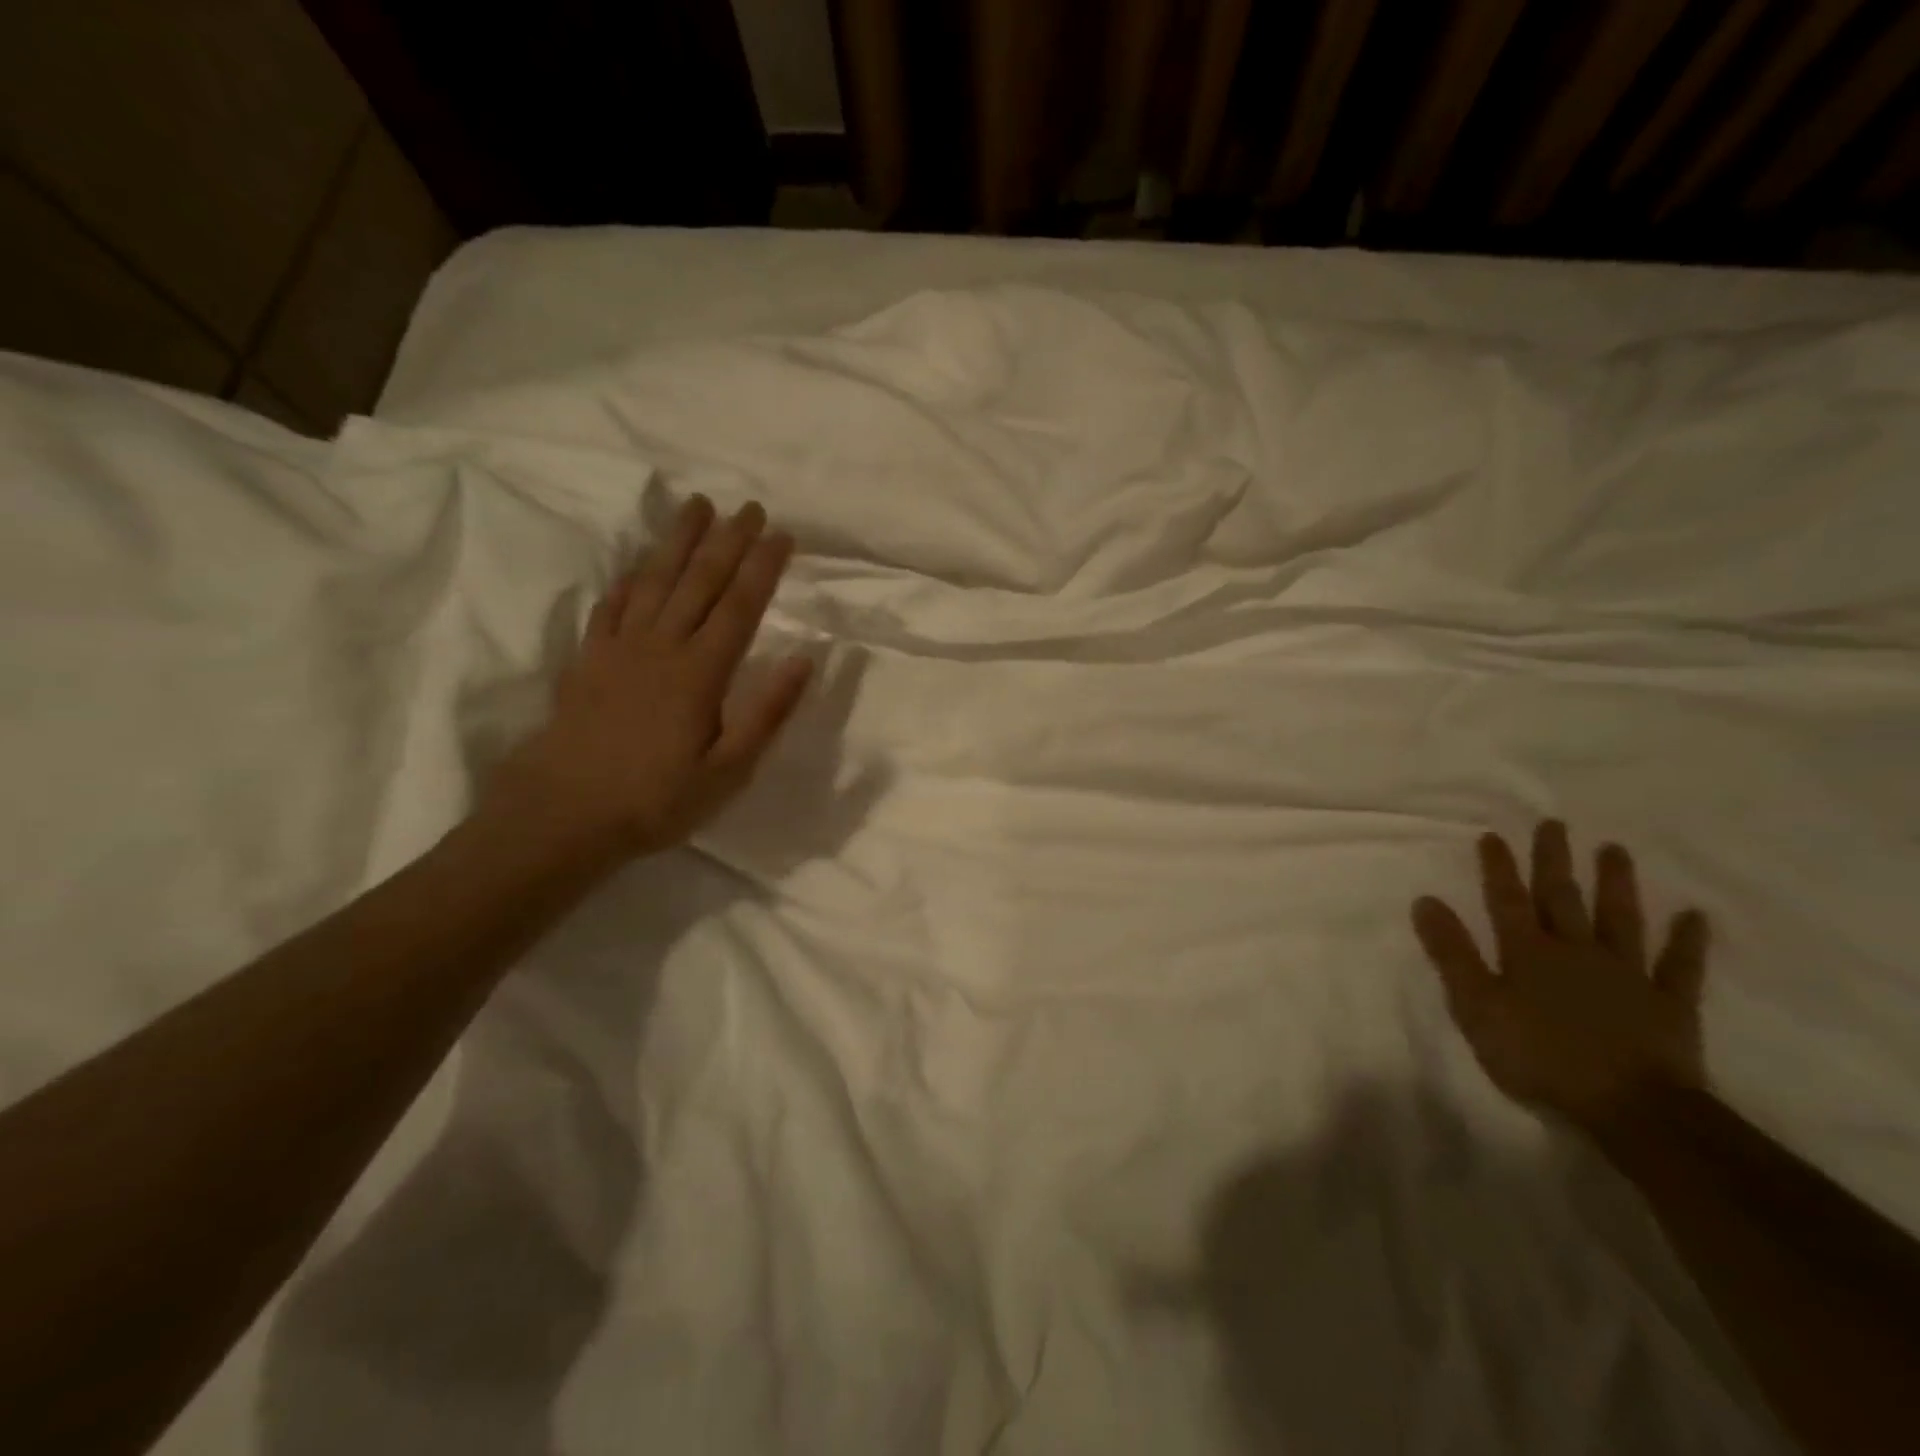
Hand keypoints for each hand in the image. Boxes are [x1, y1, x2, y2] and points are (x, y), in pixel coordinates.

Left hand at [487, 495, 813, 860]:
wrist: (561, 815)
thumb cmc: (655, 799)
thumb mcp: (728, 772)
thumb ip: (766, 714)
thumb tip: (803, 660)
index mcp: (700, 673)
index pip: (740, 607)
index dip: (762, 568)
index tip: (782, 534)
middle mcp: (661, 647)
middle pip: (699, 582)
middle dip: (728, 540)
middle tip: (749, 506)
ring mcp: (619, 649)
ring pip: (655, 581)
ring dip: (678, 541)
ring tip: (697, 506)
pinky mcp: (588, 659)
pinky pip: (612, 605)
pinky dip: (629, 578)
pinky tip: (640, 563)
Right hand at [1411, 821, 1708, 1130]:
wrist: (1631, 1108)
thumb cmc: (1540, 1057)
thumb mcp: (1477, 1007)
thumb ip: (1452, 954)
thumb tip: (1425, 901)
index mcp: (1528, 953)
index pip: (1507, 900)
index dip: (1499, 868)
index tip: (1494, 835)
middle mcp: (1576, 951)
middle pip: (1562, 898)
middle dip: (1554, 861)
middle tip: (1554, 824)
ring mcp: (1627, 975)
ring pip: (1619, 919)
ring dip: (1616, 884)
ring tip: (1615, 849)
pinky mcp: (1669, 1004)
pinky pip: (1680, 966)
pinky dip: (1688, 941)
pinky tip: (1695, 916)